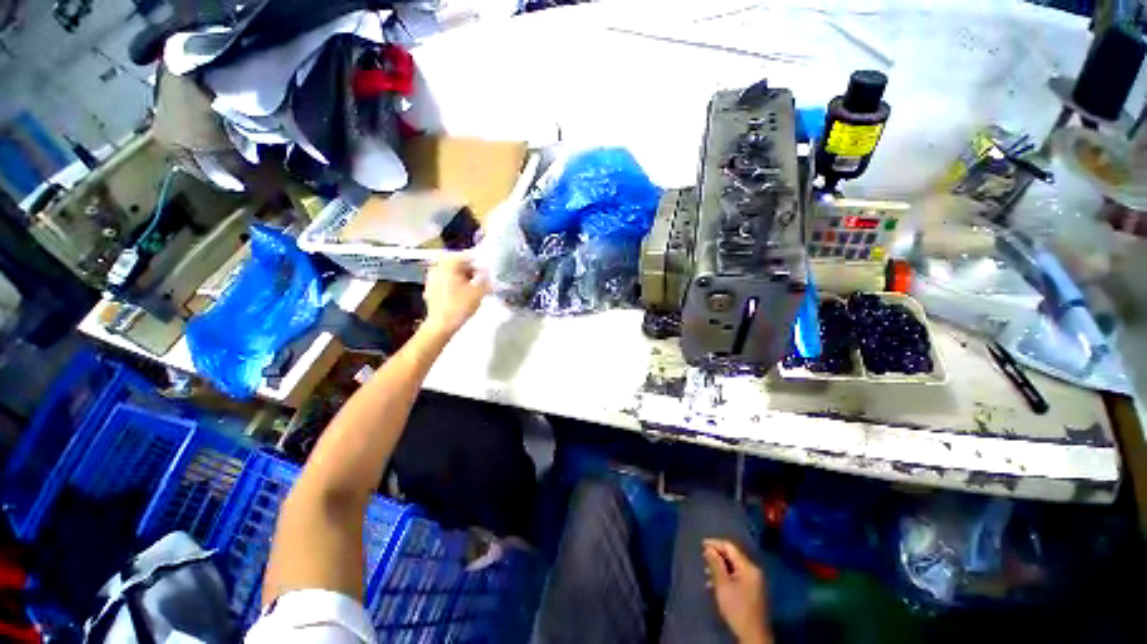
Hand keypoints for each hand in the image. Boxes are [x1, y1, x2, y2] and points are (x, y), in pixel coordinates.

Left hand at [422, 252, 488, 336]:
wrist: (442, 324)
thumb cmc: (461, 305)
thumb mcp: (479, 291)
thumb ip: (485, 278)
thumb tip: (487, 271)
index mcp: (449, 264)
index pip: (466, 255)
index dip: (478, 261)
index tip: (487, 269)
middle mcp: (438, 267)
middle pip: (457, 262)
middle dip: (469, 268)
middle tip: (480, 277)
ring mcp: (431, 278)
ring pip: (450, 271)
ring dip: (462, 275)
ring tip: (472, 286)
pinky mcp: (430, 288)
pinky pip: (445, 280)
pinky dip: (454, 283)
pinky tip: (461, 293)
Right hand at [704, 539, 771, 643]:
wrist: (753, 634)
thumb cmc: (737, 608)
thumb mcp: (723, 585)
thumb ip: (716, 565)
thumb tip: (708, 549)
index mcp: (748, 567)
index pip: (729, 547)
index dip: (714, 544)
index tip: (701, 545)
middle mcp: (752, 570)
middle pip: (732, 556)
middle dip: (717, 556)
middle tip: (702, 558)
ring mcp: (753, 581)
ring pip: (733, 567)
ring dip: (720, 567)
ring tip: (706, 572)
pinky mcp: (752, 590)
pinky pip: (737, 576)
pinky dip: (725, 576)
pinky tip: (714, 583)